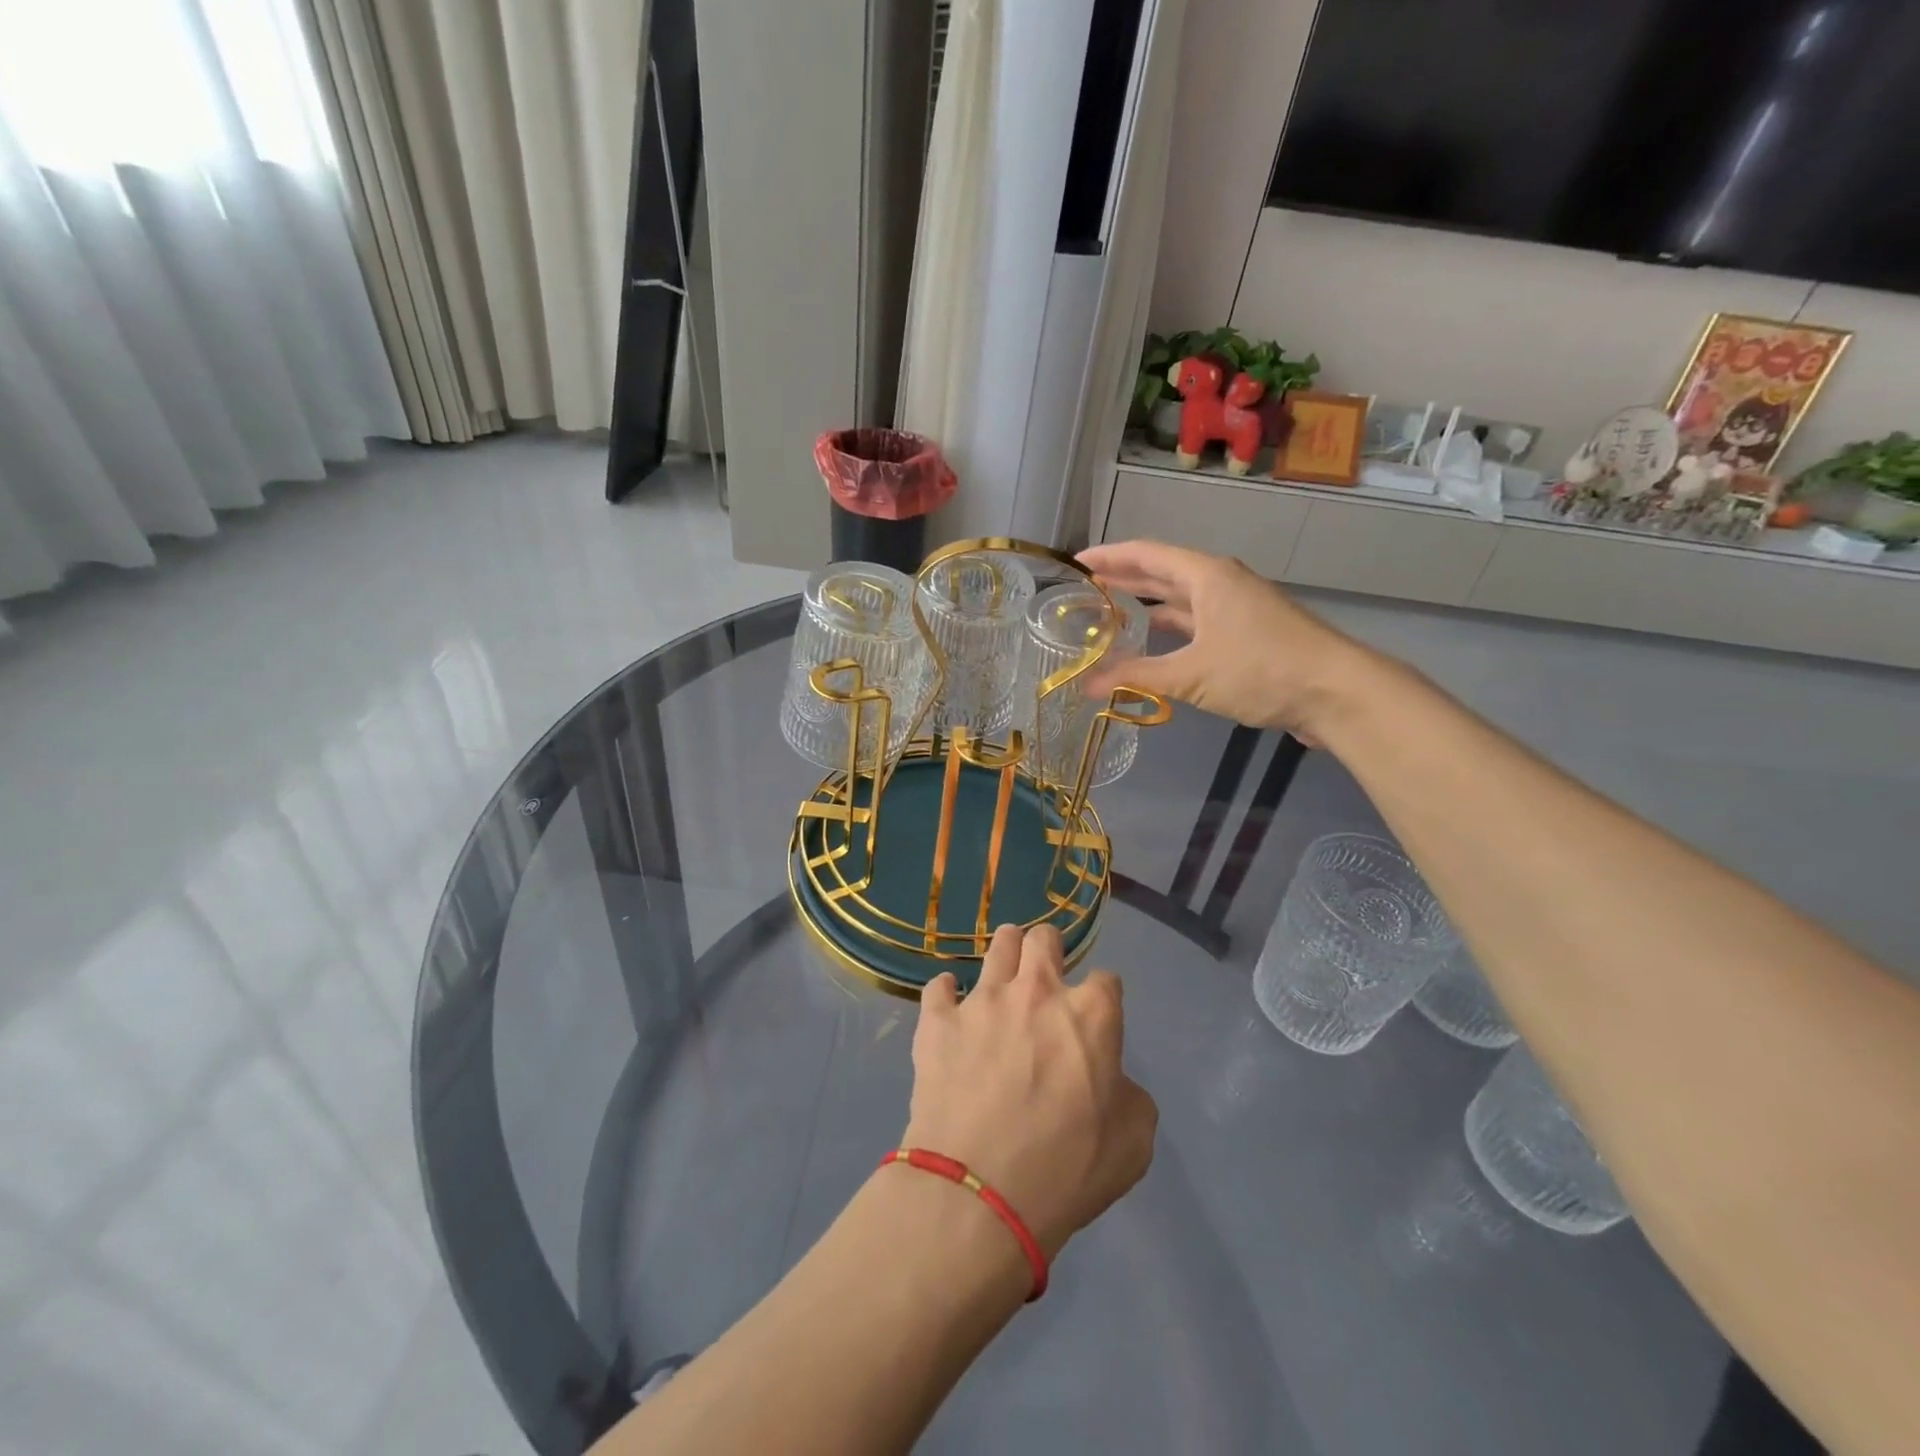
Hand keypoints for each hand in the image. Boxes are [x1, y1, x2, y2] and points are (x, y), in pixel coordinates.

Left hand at [903, 925, 1156, 1259]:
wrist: (979, 1193)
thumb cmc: (1066, 1171)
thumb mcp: (1132, 1144)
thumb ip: (1129, 1096)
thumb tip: (1111, 1081)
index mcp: (1090, 1014)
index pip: (1106, 980)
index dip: (1104, 997)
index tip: (1097, 1017)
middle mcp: (1037, 991)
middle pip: (1044, 939)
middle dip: (1049, 948)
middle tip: (1045, 974)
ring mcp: (983, 1000)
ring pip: (998, 945)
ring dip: (1005, 953)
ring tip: (1003, 973)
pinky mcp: (938, 1019)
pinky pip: (938, 986)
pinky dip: (946, 994)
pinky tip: (948, 1006)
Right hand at [1077, 539, 1363, 738]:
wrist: (1335, 691)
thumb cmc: (1260, 669)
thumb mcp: (1191, 674)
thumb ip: (1136, 676)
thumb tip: (1086, 684)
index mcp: (1206, 576)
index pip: (1146, 554)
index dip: (1109, 556)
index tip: (1077, 561)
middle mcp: (1220, 583)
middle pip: (1163, 572)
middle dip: (1125, 577)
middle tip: (1086, 585)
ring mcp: (1237, 608)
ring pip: (1182, 598)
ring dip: (1148, 602)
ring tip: (1111, 609)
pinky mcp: (1247, 634)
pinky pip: (1197, 621)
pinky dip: (1172, 626)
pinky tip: (1156, 638)